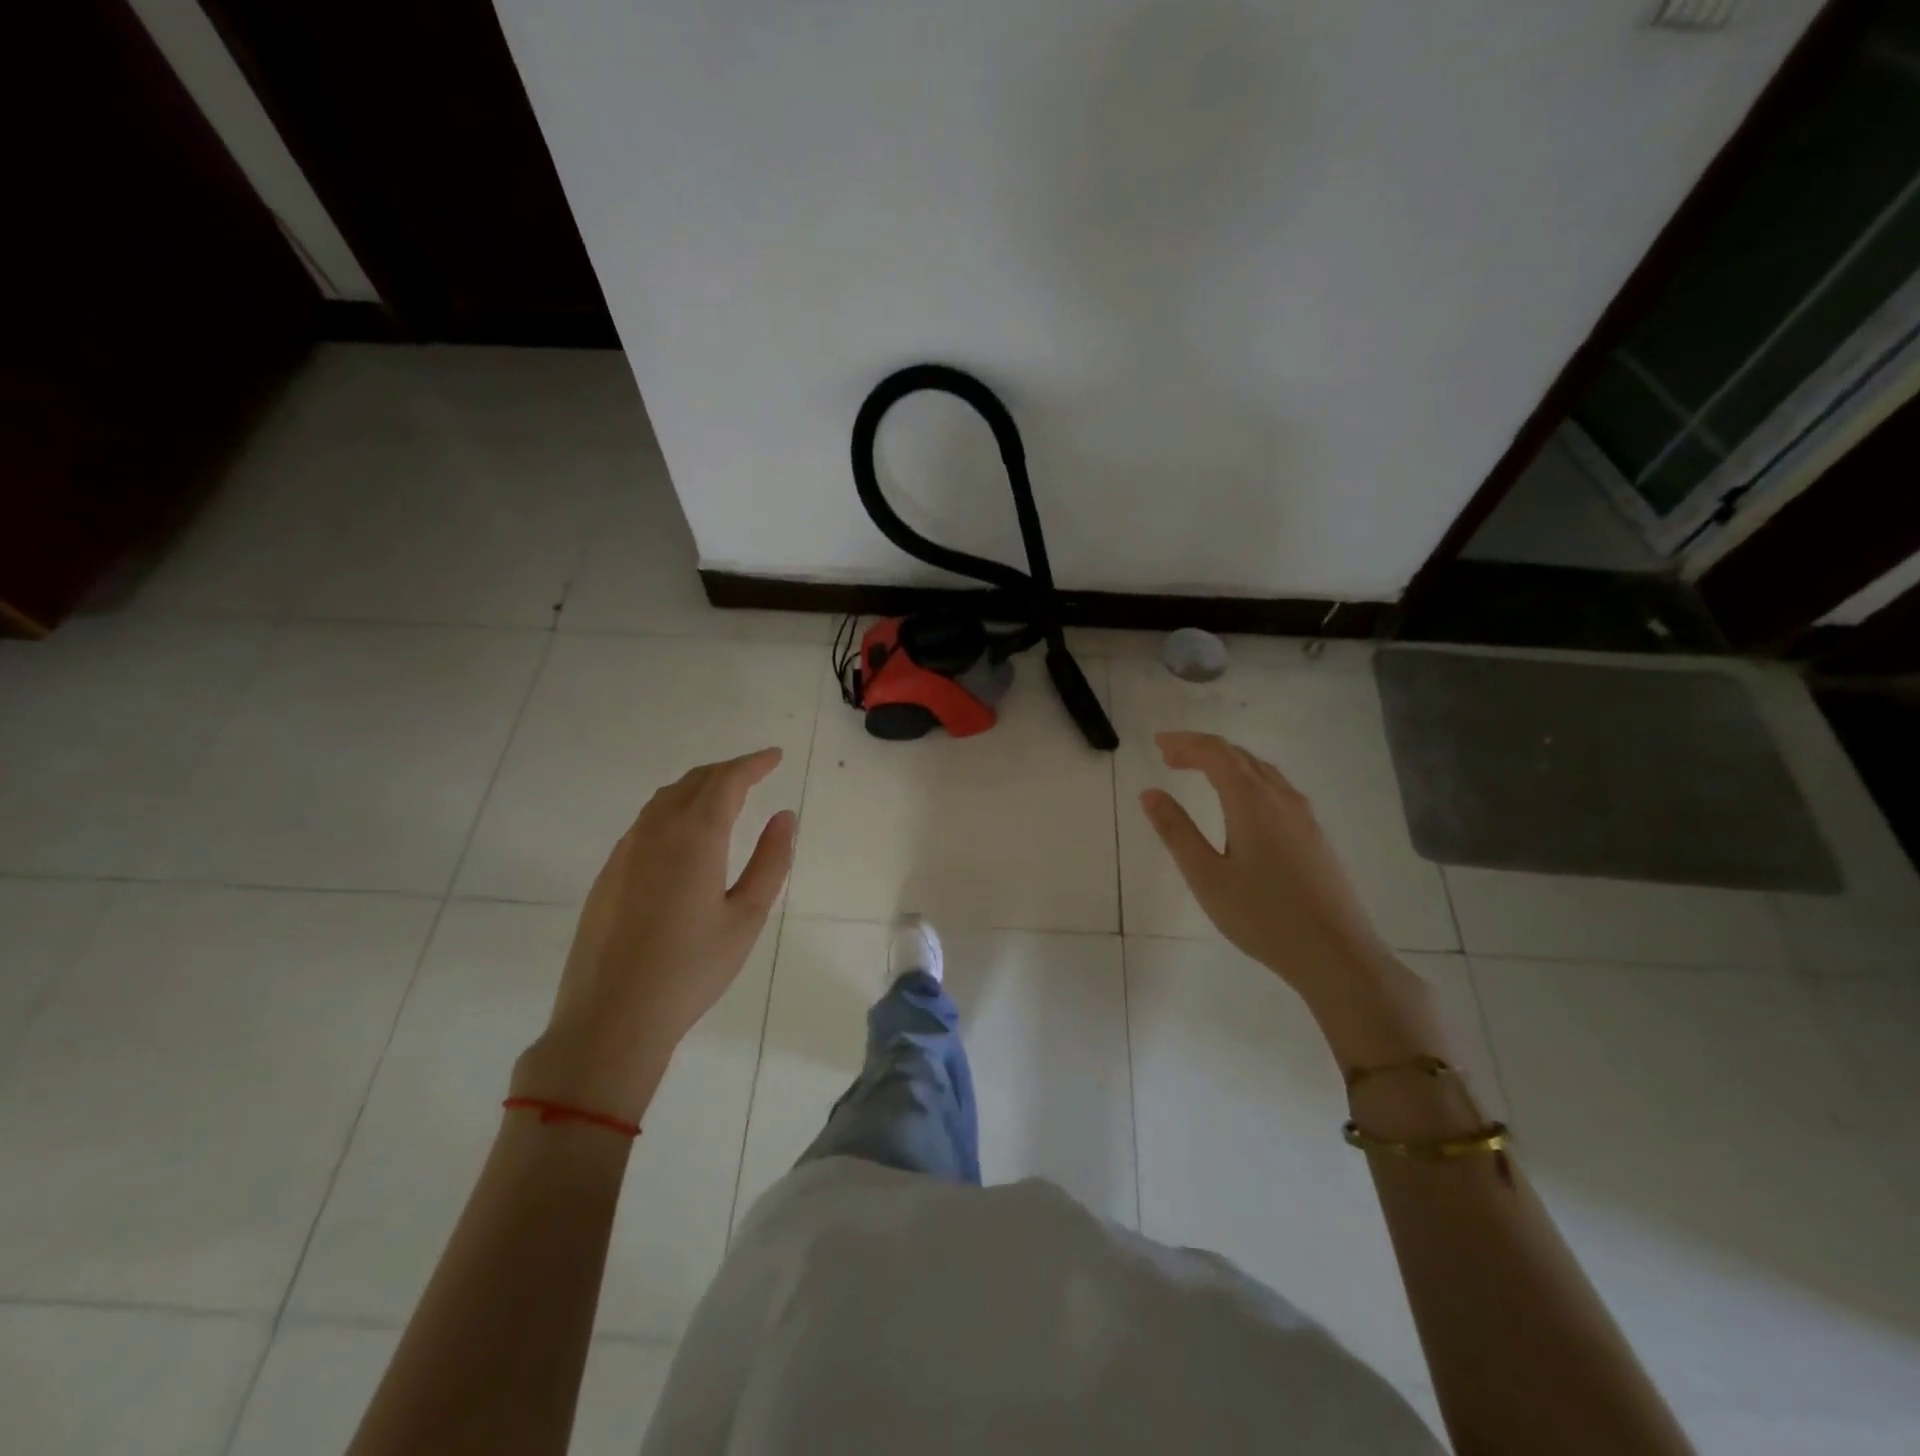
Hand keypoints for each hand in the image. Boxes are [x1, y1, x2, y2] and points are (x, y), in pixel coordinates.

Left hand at [513, 748, 794, 1122]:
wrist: (611, 1019)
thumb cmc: (691, 970)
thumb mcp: (747, 917)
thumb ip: (770, 861)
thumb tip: (784, 817)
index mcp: (695, 837)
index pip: (727, 781)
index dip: (753, 763)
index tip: (775, 756)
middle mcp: (656, 832)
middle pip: (693, 781)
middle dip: (727, 770)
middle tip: (756, 772)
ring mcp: (625, 851)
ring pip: (665, 798)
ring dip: (698, 787)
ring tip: (724, 796)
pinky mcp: (608, 873)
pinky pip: (646, 822)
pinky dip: (674, 809)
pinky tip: (686, 833)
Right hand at [1139, 731, 1440, 1063]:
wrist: (1336, 954)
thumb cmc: (1263, 916)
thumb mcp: (1206, 876)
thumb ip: (1176, 831)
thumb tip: (1150, 793)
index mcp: (1252, 801)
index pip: (1216, 754)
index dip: (1185, 743)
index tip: (1158, 744)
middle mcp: (1281, 798)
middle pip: (1239, 756)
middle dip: (1202, 750)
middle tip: (1169, 757)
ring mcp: (1303, 816)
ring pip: (1261, 771)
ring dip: (1226, 763)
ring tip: (1199, 773)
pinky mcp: (1314, 835)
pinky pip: (1276, 788)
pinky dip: (1247, 780)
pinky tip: (1240, 804)